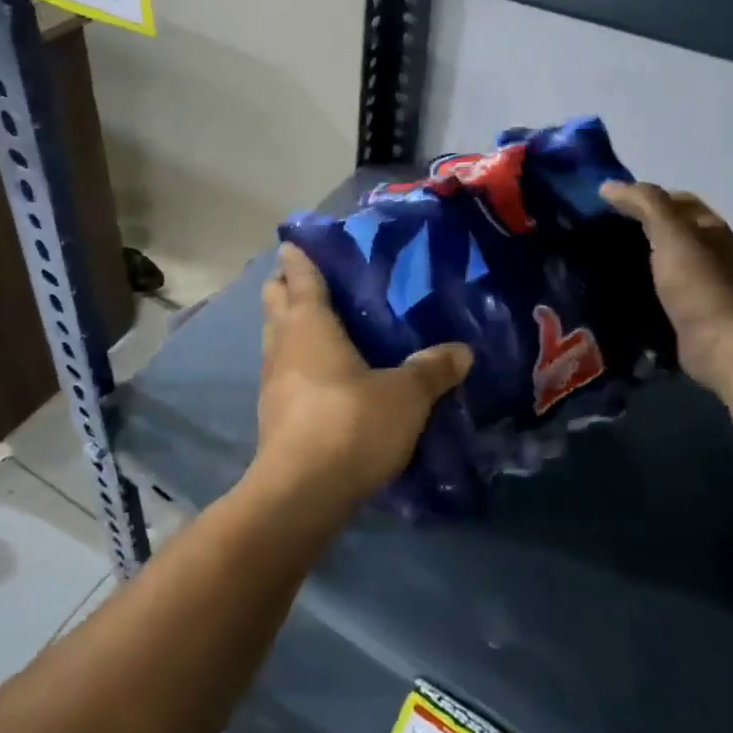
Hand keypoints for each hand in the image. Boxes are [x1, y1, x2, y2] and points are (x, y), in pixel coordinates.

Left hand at [254, 243, 471, 511]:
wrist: (302, 492)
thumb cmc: (350, 424)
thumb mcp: (405, 395)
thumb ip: (432, 369)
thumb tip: (461, 351)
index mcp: (309, 323)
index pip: (300, 275)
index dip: (299, 255)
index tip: (298, 240)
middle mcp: (283, 342)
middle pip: (275, 300)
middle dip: (287, 286)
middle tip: (317, 281)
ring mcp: (271, 379)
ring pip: (274, 336)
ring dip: (289, 325)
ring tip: (321, 326)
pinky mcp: (272, 412)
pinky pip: (281, 370)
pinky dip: (295, 361)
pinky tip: (320, 375)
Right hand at [600, 181, 732, 398]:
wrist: (726, 344)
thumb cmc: (701, 282)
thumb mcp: (672, 232)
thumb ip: (644, 204)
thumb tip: (608, 186)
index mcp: (706, 228)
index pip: (672, 201)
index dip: (641, 197)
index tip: (603, 204)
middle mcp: (704, 253)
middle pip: (664, 232)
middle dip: (631, 229)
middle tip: (590, 233)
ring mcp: (694, 285)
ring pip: (655, 264)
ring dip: (629, 262)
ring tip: (590, 262)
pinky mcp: (682, 314)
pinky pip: (651, 294)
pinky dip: (631, 290)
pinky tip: (606, 292)